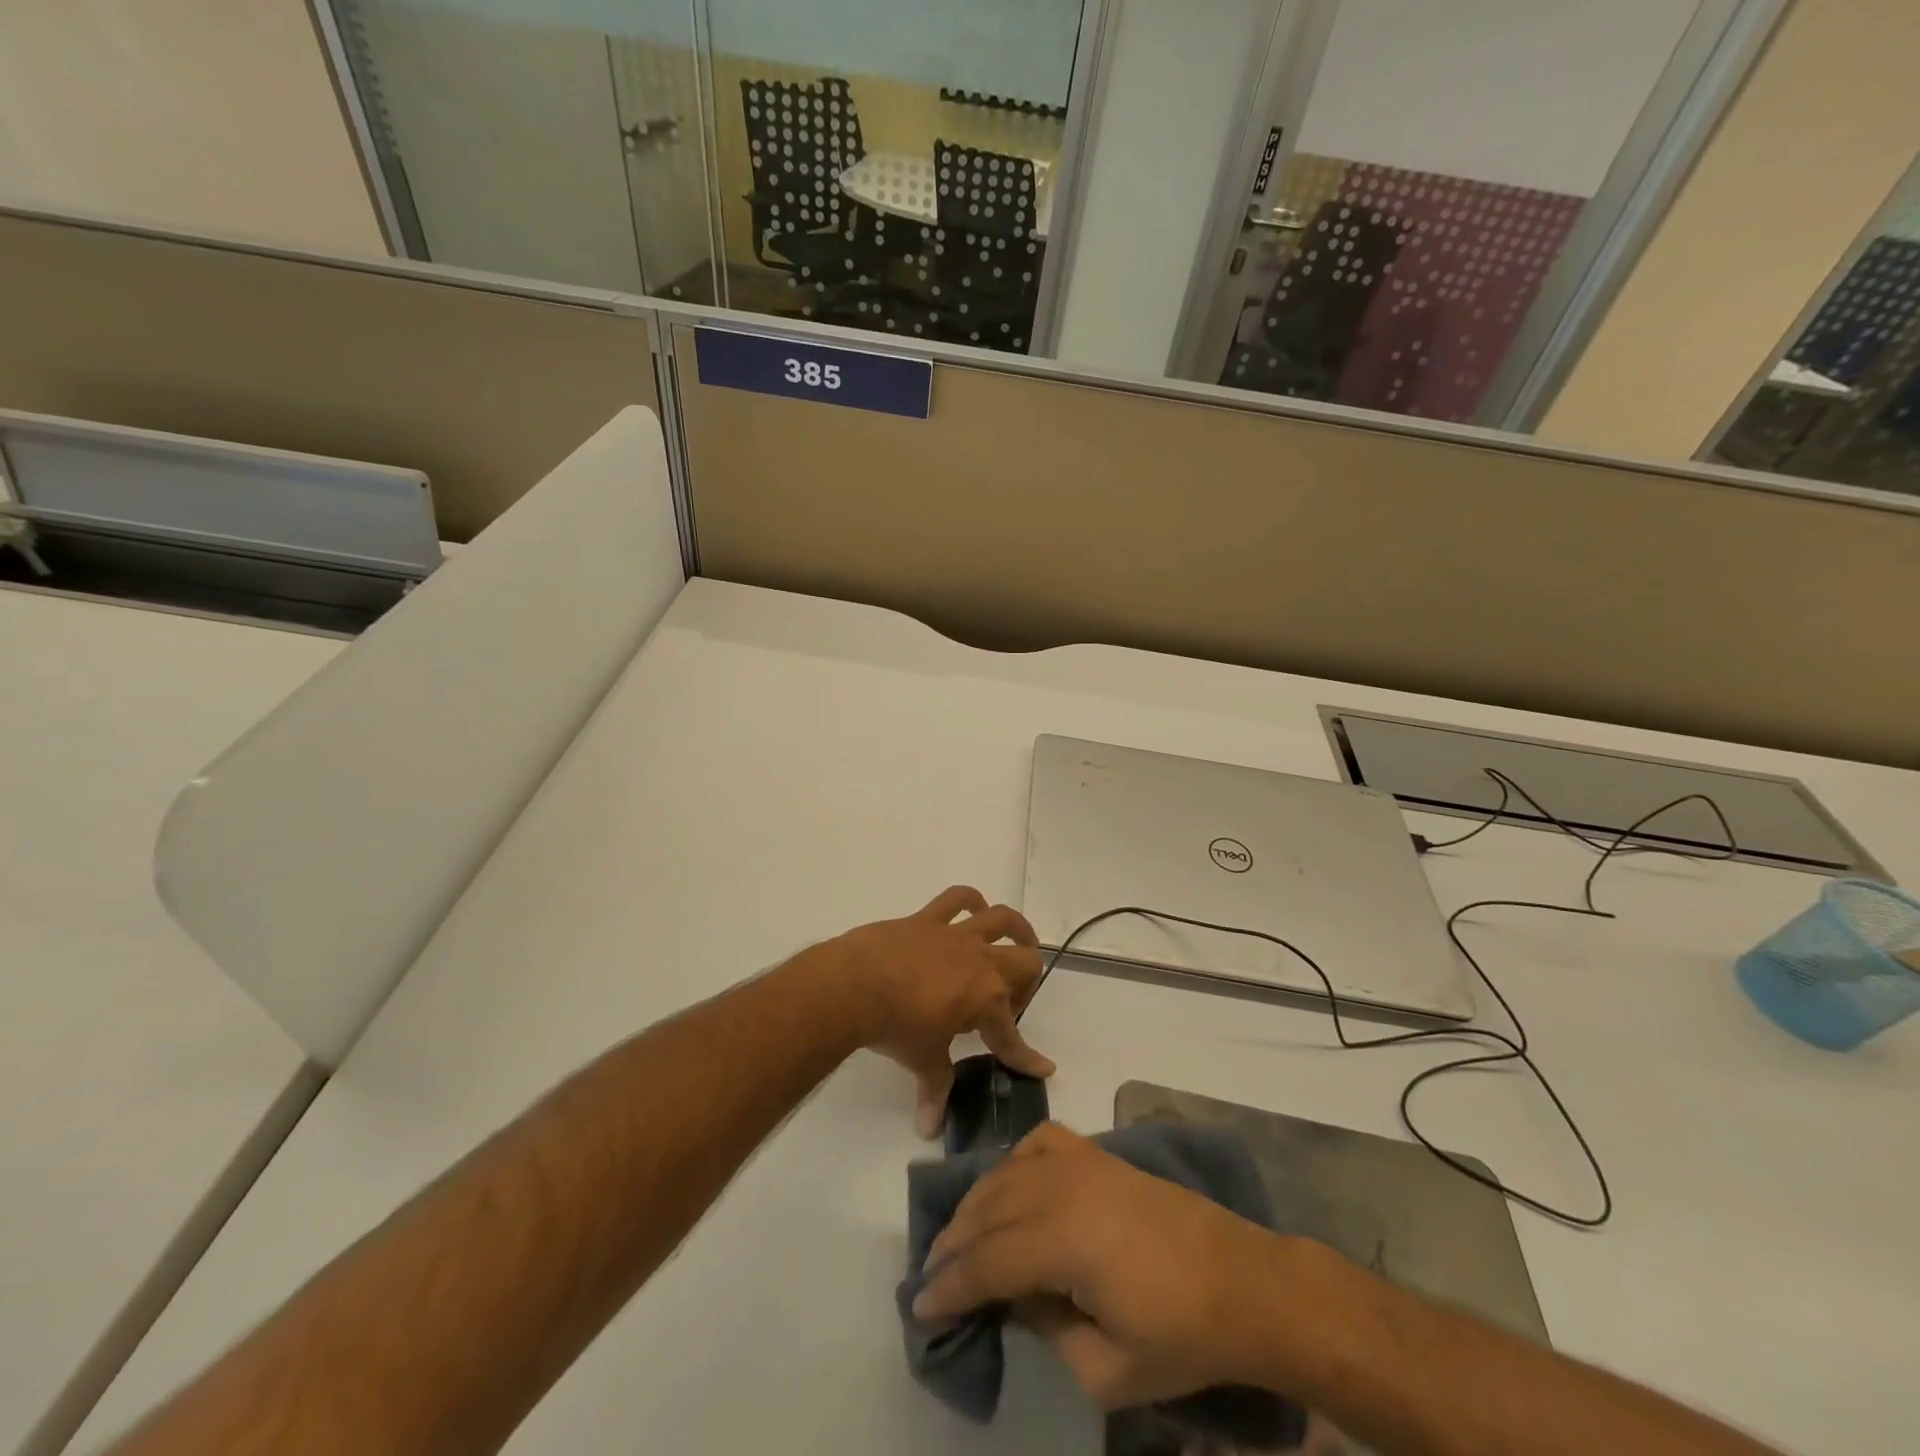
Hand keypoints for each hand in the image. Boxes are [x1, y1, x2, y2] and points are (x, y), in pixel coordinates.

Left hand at [828, 887, 1053, 1137]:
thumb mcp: (922, 1061)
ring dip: (1017, 930)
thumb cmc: (896, 1027)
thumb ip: (935, 1089)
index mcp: (987, 1000)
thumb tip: (930, 1130)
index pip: (1013, 1037)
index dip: (1028, 1058)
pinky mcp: (929, 919)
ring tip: (1019, 941)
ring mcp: (956, 935)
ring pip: (1003, 920)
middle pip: (1026, 964)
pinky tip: (974, 909)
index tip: (1043, 1068)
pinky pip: (958, 899)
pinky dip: (971, 901)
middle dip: (1027, 985)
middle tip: (1009, 1004)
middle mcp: (982, 962)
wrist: (856, 985)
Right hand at [913, 1123, 1280, 1407]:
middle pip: (989, 1210)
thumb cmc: (1181, 1335)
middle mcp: (1062, 1188)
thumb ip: (1048, 1332)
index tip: (919, 1306)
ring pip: (1007, 1172)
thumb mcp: (1109, 1369)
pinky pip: (1040, 1142)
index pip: (988, 1261)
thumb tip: (1015, 1297)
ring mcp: (1081, 1163)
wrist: (1242, 1281)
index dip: (950, 1286)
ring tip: (958, 1235)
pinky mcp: (1098, 1153)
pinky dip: (1014, 1160)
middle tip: (930, 1274)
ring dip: (975, 1203)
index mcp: (1064, 1242)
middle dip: (953, 1243)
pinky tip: (1009, 1181)